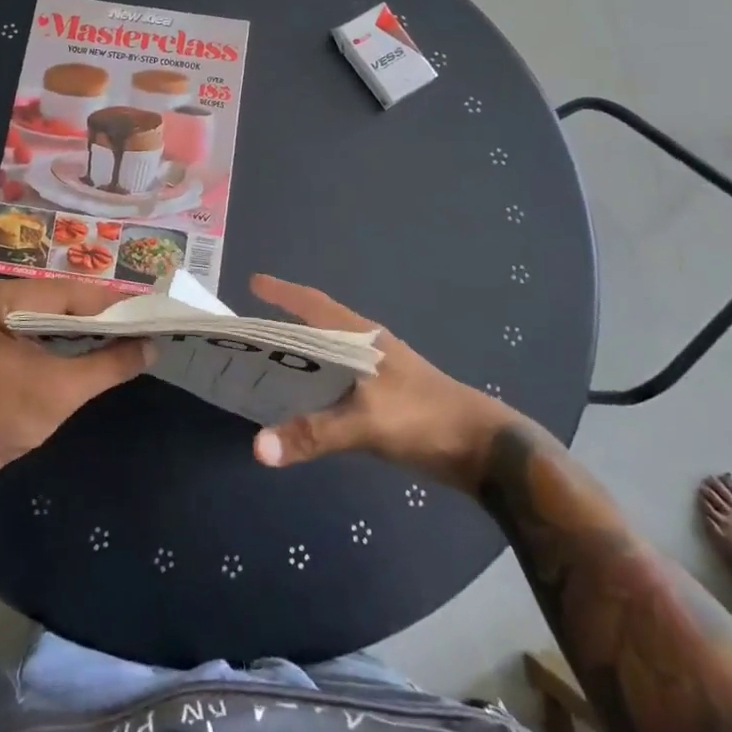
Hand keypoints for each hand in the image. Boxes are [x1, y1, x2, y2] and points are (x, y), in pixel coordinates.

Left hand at [0, 278, 152, 489]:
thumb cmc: (2, 417)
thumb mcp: (63, 389)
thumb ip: (110, 364)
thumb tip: (153, 347)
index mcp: (0, 298)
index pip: (68, 292)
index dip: (111, 303)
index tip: (149, 309)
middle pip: (60, 298)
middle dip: (101, 312)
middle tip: (143, 319)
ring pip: (51, 311)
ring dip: (86, 323)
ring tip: (127, 329)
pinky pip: (39, 325)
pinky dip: (66, 334)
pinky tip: (93, 341)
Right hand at [247, 274, 516, 477]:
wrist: (484, 450)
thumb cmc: (424, 418)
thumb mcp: (367, 423)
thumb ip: (313, 433)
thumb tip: (257, 448)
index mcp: (362, 337)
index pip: (314, 304)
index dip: (283, 292)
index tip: (253, 282)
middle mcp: (367, 347)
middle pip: (317, 326)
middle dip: (282, 324)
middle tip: (246, 332)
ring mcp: (378, 373)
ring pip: (327, 355)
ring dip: (299, 355)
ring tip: (264, 364)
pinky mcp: (385, 398)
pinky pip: (337, 382)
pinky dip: (315, 383)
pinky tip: (301, 401)